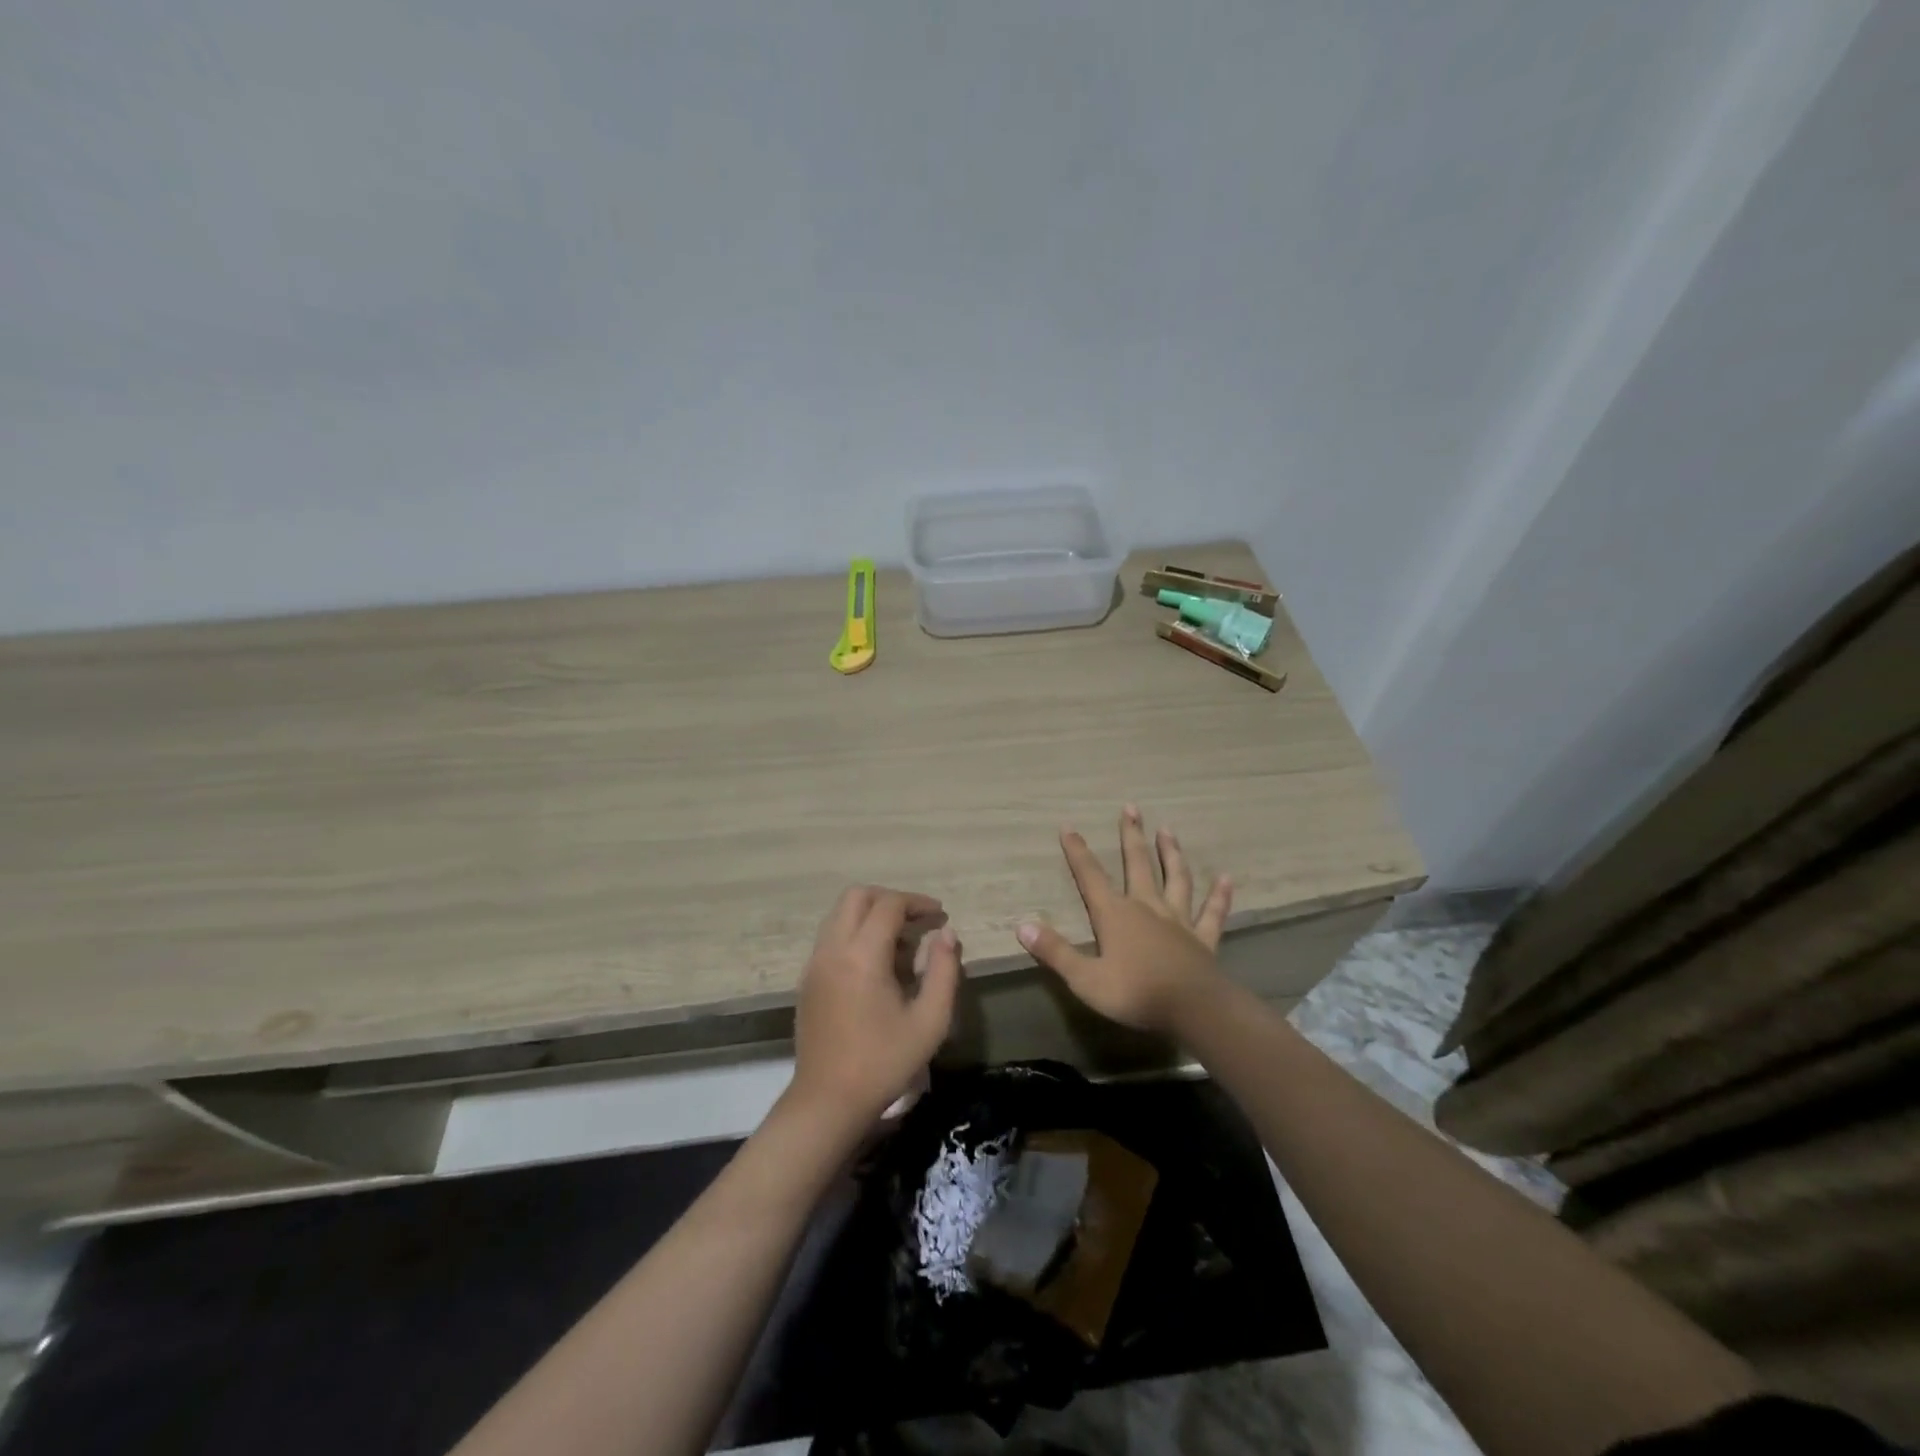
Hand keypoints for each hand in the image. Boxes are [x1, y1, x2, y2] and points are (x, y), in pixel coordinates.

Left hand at [788, 885, 962, 1125]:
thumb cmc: (884, 1062)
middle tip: (918, 921)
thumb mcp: (930, 1021)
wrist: (828, 1101)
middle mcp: (833, 949)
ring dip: (871, 915)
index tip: (940, 916)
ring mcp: (814, 963)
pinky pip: (831, 936)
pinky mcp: (807, 979)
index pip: (889, 905)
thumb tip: (947, 933)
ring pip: (840, 914)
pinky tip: (877, 964)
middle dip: (890, 899)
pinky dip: (855, 933)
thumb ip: (944, 970)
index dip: (918, 903)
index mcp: (862, 955)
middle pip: (857, 896)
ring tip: (901, 942)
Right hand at [1017, 805, 1231, 1033]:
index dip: (1078, 852)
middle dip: (1131, 835)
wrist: (1194, 1009)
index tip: (1068, 826)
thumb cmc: (1136, 993)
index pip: (1091, 876)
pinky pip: (1212, 912)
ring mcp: (1178, 920)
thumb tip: (1022, 926)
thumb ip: (1055, 952)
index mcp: (1116, 915)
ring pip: (1176, 878)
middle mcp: (1147, 907)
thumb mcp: (1085, 978)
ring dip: (1171, 853)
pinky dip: (1219, 895)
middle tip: (1131, 807)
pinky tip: (1226, 879)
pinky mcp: (1203, 938)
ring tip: (1168, 829)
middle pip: (1137, 864)